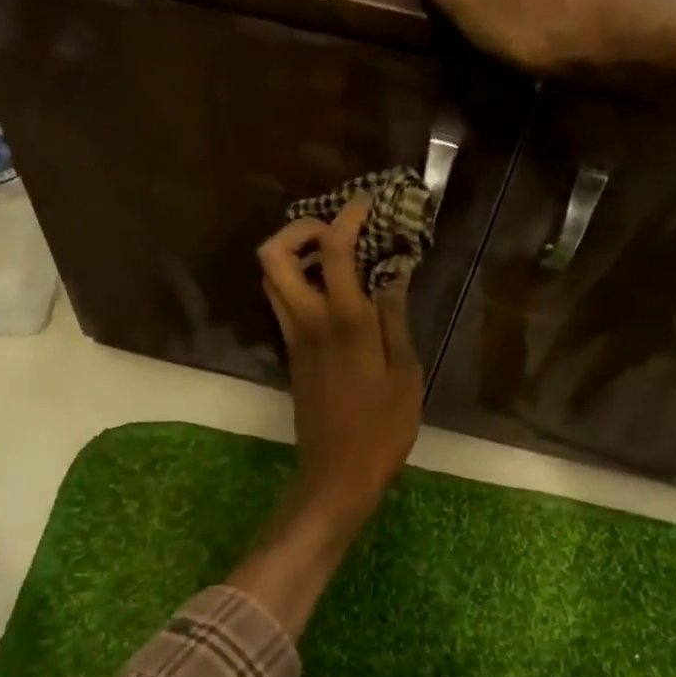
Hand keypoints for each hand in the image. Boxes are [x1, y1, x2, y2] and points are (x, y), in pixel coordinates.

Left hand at [258, 194, 422, 533]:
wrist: (338, 472)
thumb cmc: (382, 428)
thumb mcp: (405, 373)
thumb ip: (395, 318)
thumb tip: (394, 273)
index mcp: (343, 322)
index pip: (332, 250)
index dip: (347, 217)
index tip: (366, 204)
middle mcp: (308, 322)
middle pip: (272, 257)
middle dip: (298, 230)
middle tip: (334, 232)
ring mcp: (293, 339)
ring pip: (270, 280)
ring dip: (293, 256)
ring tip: (334, 258)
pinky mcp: (291, 355)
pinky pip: (282, 303)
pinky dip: (298, 283)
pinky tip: (334, 293)